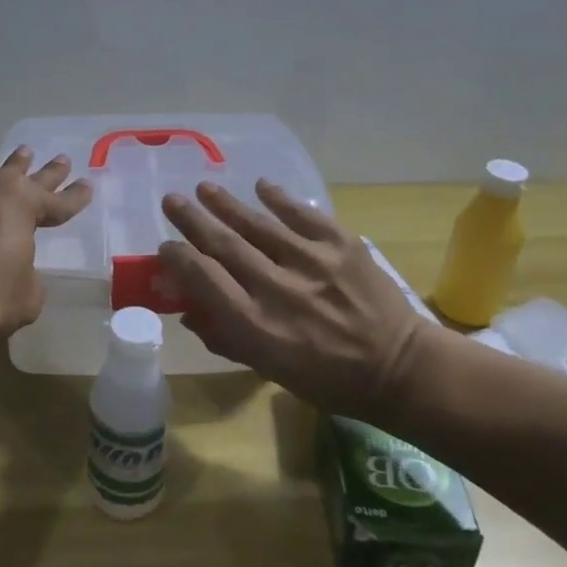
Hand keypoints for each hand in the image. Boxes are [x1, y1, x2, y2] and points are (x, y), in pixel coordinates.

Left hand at [0, 148, 92, 348]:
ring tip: (15, 165)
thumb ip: (27, 277)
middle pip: (23, 176)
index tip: (88, 185)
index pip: (57, 202)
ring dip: (3, 176)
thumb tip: (15, 272)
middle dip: (45, 171)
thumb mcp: (26, 296)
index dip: (75, 197)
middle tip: (60, 160)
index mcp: (20, 205)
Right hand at [159, 180, 439, 421]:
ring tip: (205, 189)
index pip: (203, 278)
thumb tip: (188, 310)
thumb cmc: (328, 379)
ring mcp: (311, 262)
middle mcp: (277, 289)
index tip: (166, 246)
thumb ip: (226, 338)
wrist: (399, 369)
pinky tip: (261, 186)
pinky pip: (302, 214)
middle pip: (223, 244)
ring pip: (257, 224)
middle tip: (171, 200)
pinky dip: (279, 198)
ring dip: (226, 204)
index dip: (178, 258)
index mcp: (256, 325)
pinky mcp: (341, 245)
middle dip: (192, 219)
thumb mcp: (269, 370)